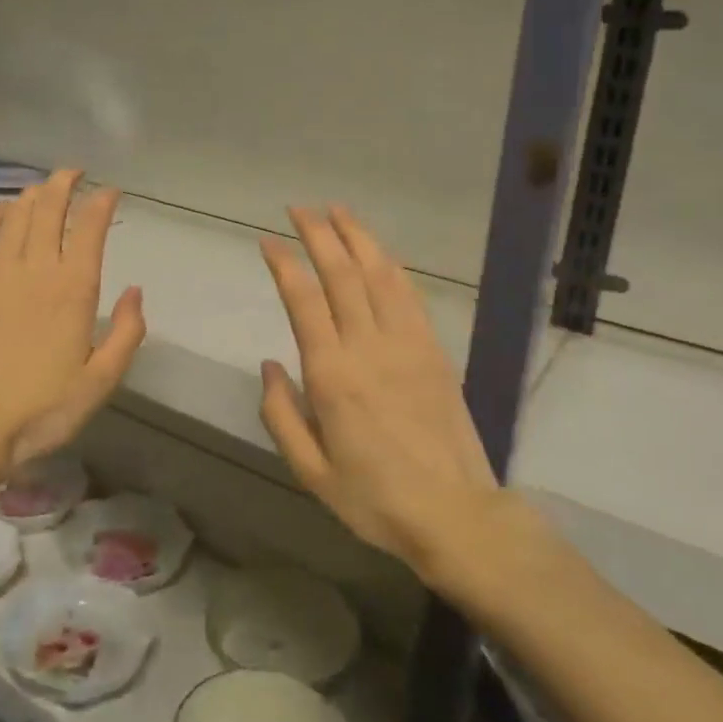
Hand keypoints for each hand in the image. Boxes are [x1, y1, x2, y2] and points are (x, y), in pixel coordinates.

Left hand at [0, 170, 144, 484]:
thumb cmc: (44, 409)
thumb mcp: (102, 381)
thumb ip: (127, 332)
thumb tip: (135, 291)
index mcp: (74, 290)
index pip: (90, 228)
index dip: (101, 203)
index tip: (110, 192)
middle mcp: (36, 269)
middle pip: (49, 209)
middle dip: (65, 183)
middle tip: (75, 173)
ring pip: (16, 214)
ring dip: (32, 194)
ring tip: (44, 189)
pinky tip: (2, 212)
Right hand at [259, 206, 500, 577]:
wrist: (454, 513)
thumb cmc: (374, 499)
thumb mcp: (311, 471)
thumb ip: (281, 414)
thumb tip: (268, 364)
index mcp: (332, 376)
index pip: (304, 301)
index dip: (284, 265)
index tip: (268, 241)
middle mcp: (368, 347)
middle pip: (342, 274)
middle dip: (318, 234)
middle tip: (299, 208)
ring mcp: (407, 344)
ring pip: (379, 274)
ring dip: (357, 237)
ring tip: (337, 211)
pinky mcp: (433, 350)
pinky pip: (409, 295)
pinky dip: (390, 266)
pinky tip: (378, 253)